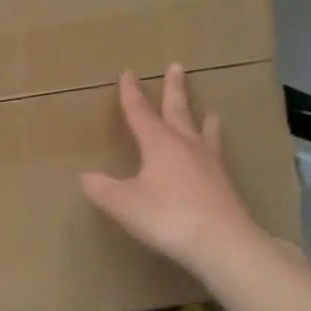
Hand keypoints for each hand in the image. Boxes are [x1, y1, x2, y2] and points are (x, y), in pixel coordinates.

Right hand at [81, 64, 270, 278]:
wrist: (222, 243)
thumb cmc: (166, 216)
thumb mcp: (123, 204)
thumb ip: (102, 189)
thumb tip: (85, 177)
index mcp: (158, 144)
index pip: (140, 112)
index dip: (131, 94)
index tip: (129, 73)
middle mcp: (186, 146)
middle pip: (178, 111)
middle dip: (174, 89)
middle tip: (177, 67)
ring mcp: (210, 165)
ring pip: (205, 133)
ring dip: (204, 119)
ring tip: (210, 111)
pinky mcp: (226, 186)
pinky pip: (218, 157)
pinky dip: (215, 148)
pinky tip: (217, 157)